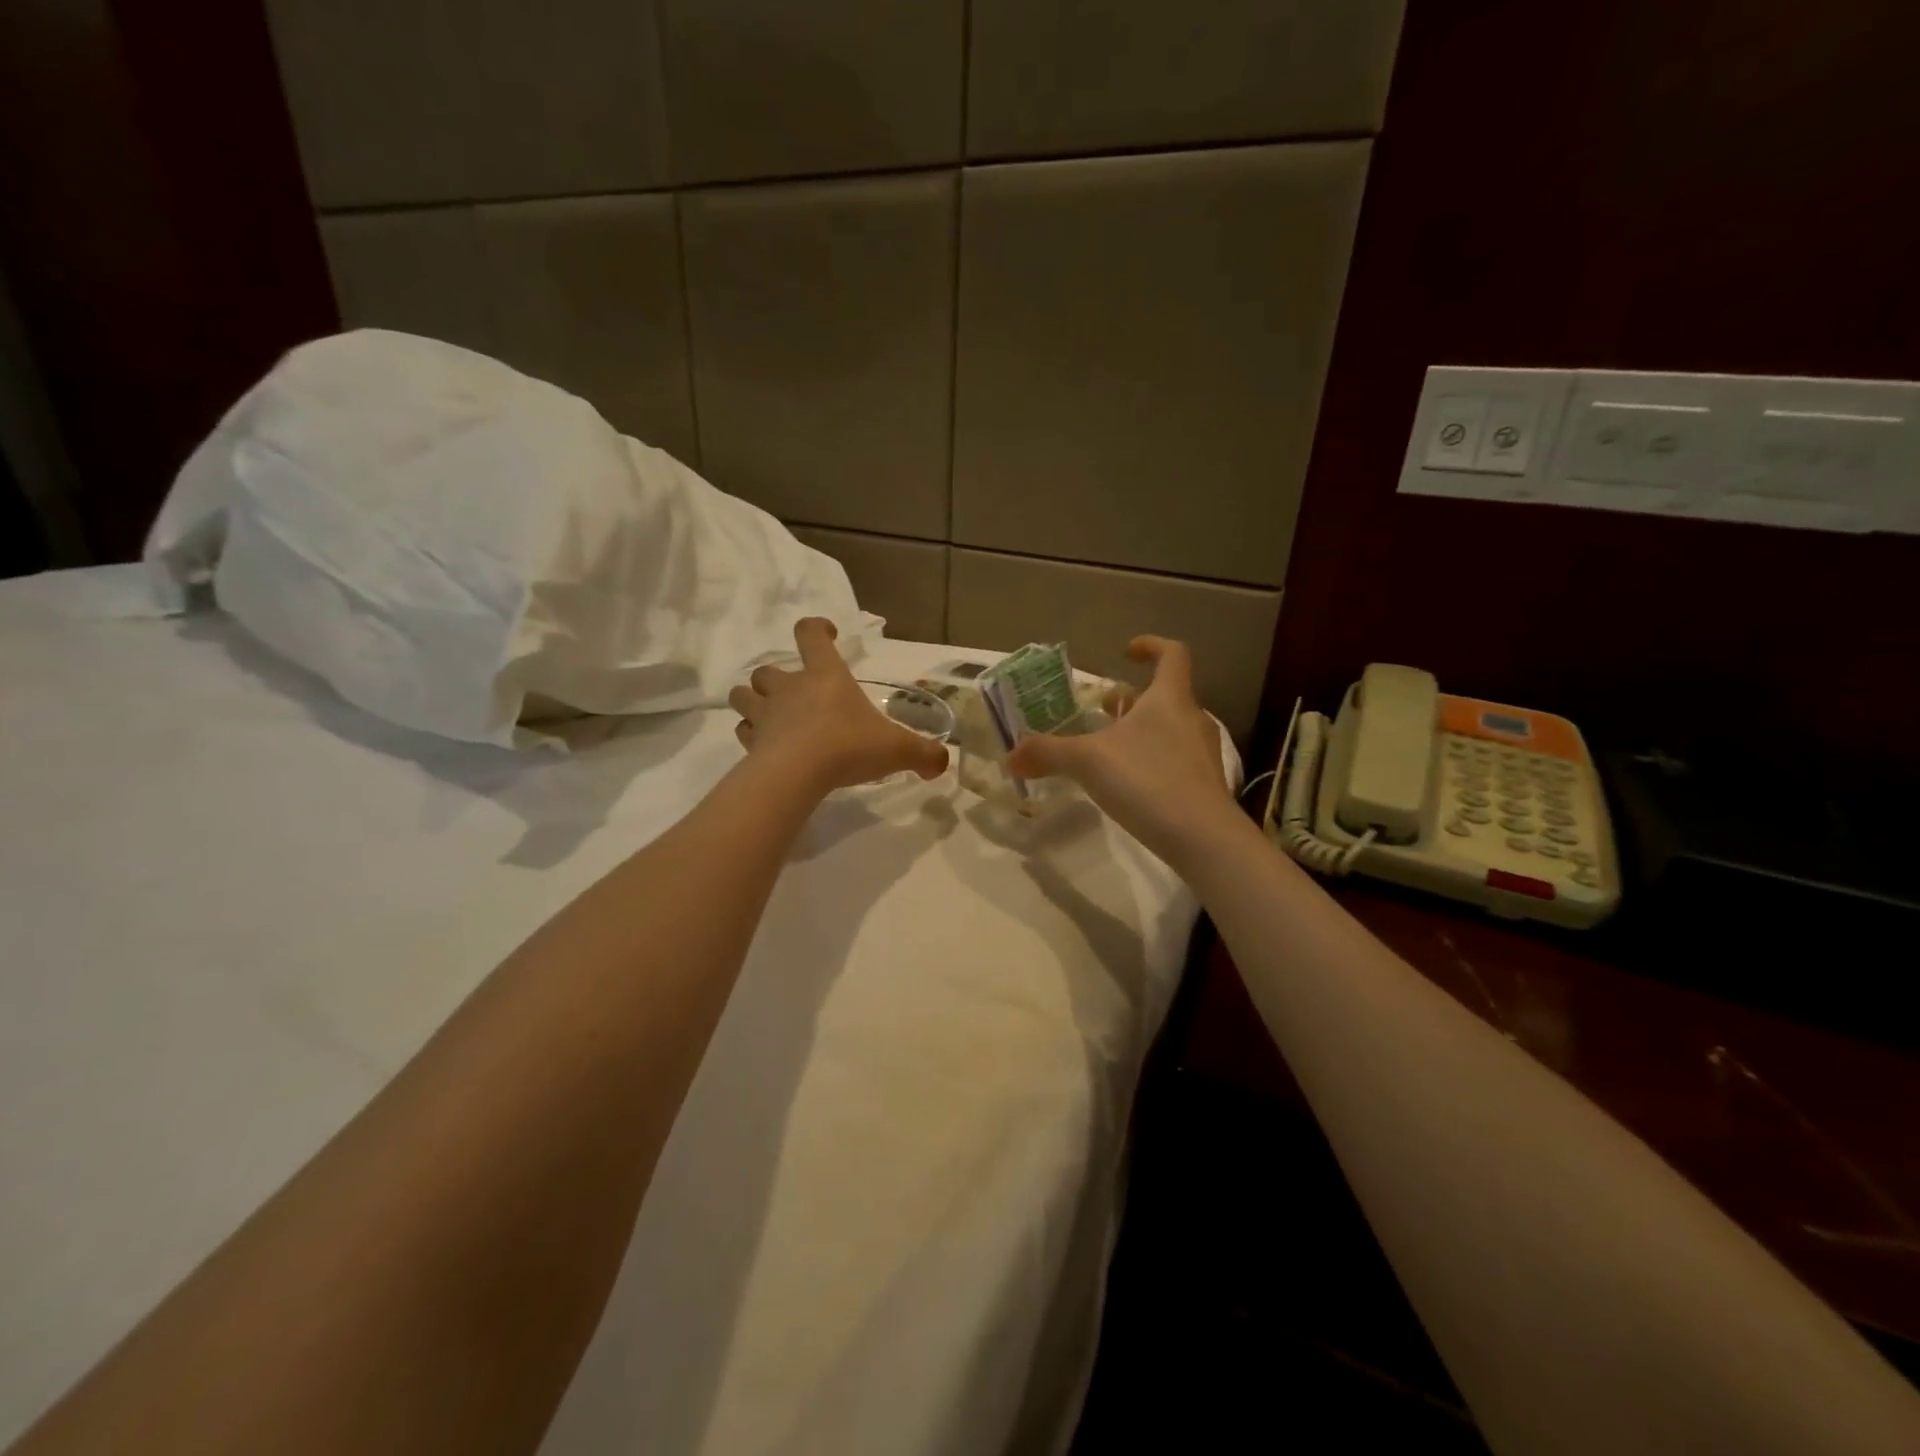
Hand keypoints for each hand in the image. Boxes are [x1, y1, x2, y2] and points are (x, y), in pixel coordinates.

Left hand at [729, 618, 948, 792]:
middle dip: (776, 679)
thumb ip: (924, 754)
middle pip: (767, 670)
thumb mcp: (897, 750)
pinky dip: (752, 736)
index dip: (817, 629)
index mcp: (825, 676)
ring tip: (771, 719)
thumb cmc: (849, 746)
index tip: (828, 636)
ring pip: (744, 696)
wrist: (797, 774)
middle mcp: (790, 688)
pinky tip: (766, 749)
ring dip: (754, 703)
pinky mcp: (751, 742)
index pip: (811, 634)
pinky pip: (744, 731)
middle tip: (796, 696)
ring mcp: (766, 714)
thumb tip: (942, 763)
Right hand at [1005, 636, 1236, 864]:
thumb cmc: (1147, 781)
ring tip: (1108, 748)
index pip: (1172, 654)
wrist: (1203, 838)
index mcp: (1169, 698)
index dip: (1151, 646)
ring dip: (1140, 730)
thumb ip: (1047, 753)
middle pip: (1164, 695)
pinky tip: (1128, 783)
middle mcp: (1191, 718)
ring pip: (1169, 728)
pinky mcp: (1204, 785)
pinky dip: (1150, 760)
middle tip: (1102, 710)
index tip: (1126, 652)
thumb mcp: (1087, 762)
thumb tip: (1010, 756)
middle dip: (1131, 699)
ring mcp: (1202, 753)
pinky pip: (1174, 759)